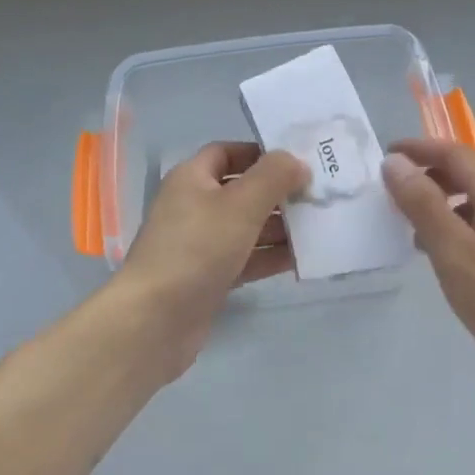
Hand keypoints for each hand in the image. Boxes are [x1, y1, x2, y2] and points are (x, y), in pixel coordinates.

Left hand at [114, 141, 308, 380]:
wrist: (155, 321)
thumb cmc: (197, 248)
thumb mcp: (240, 205)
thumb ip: (273, 177)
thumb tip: (296, 161)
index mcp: (191, 177)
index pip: (227, 153)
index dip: (260, 153)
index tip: (297, 161)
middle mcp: (193, 205)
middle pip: (241, 190)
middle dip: (277, 192)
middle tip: (318, 196)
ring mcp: (199, 243)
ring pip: (245, 226)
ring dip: (279, 226)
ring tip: (319, 226)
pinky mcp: (208, 276)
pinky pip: (244, 257)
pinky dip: (269, 256)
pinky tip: (302, 259)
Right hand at [382, 137, 474, 403]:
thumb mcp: (454, 254)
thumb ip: (423, 204)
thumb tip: (396, 162)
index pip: (455, 154)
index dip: (419, 150)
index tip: (387, 158)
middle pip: (472, 175)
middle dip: (432, 179)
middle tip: (398, 200)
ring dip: (450, 207)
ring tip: (422, 237)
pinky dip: (470, 227)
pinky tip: (461, 262)